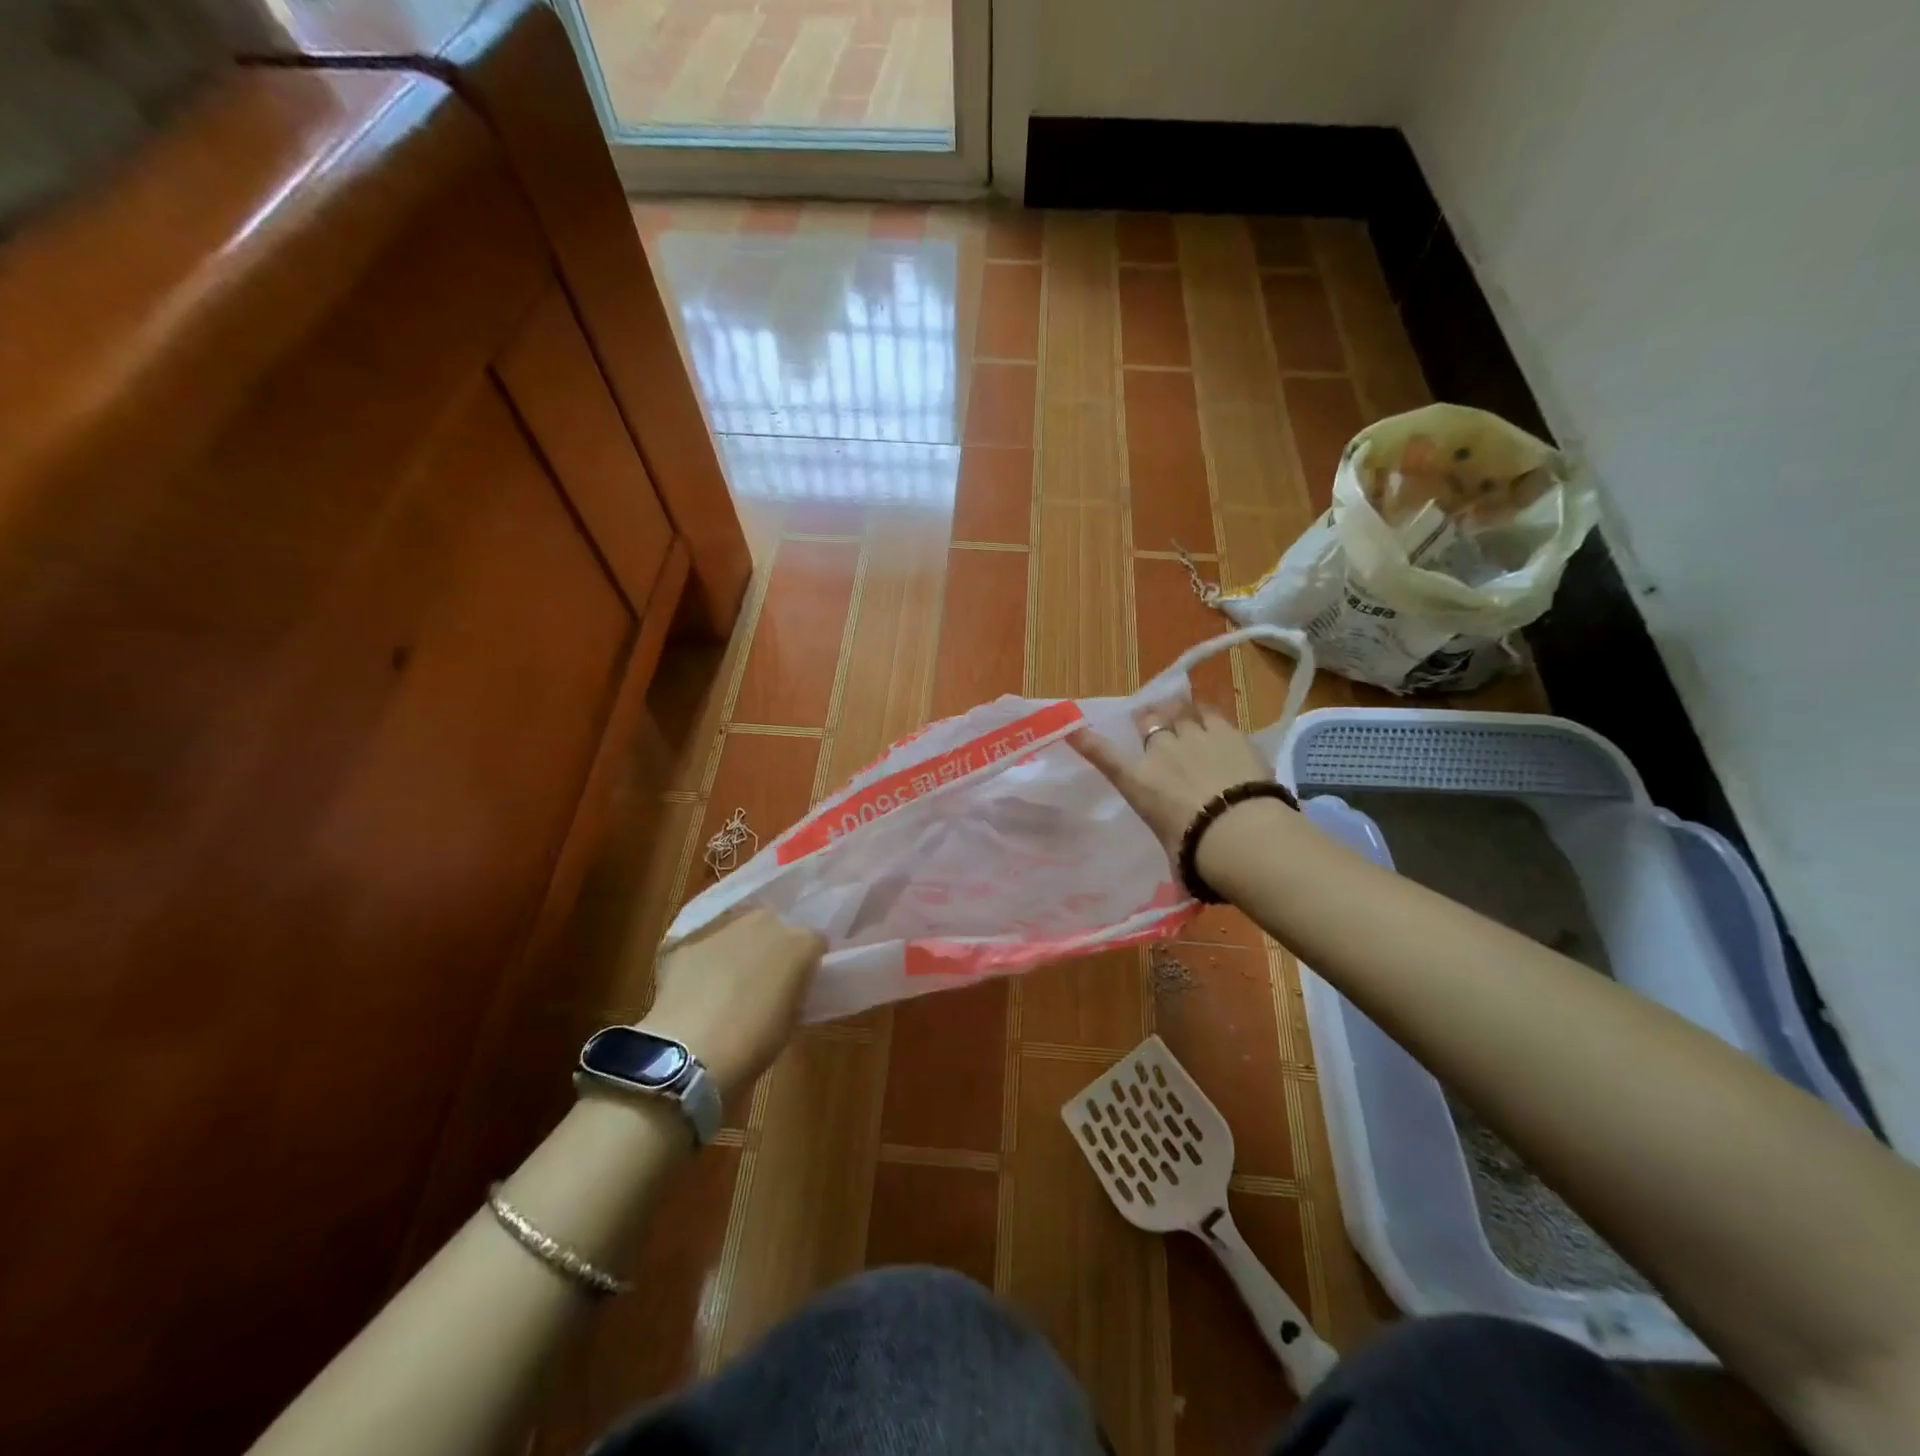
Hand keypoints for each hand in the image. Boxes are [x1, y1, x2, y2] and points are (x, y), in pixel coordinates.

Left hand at [640, 908, 824, 1098]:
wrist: (689, 1051)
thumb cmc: (753, 1043)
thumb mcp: (790, 1019)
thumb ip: (793, 989)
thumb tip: (785, 986)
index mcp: (800, 944)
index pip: (815, 942)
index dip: (807, 963)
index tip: (799, 983)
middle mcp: (766, 923)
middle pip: (776, 927)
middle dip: (773, 948)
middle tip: (764, 980)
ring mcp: (725, 927)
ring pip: (740, 931)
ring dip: (739, 948)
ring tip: (728, 982)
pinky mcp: (689, 939)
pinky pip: (706, 945)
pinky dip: (705, 960)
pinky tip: (697, 987)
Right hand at [1069, 699, 1282, 874]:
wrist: (1240, 833)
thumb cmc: (1196, 853)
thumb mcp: (1172, 850)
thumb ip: (1172, 845)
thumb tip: (1183, 875)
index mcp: (1139, 783)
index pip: (1105, 757)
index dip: (1088, 742)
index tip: (1073, 730)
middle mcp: (1161, 753)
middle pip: (1148, 722)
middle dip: (1148, 719)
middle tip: (1150, 718)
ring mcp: (1194, 738)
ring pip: (1179, 711)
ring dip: (1176, 711)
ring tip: (1180, 710)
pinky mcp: (1227, 733)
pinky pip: (1210, 712)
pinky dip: (1205, 713)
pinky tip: (1209, 716)